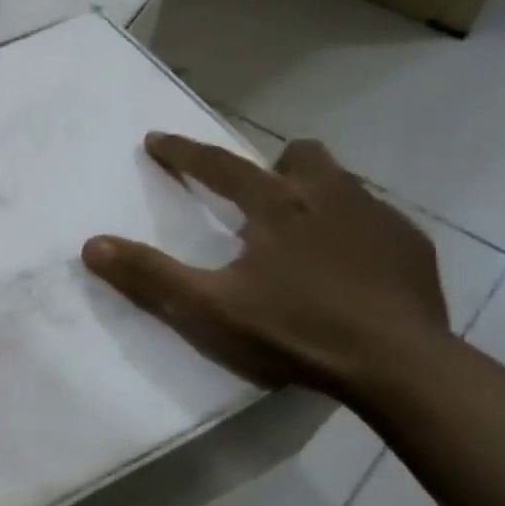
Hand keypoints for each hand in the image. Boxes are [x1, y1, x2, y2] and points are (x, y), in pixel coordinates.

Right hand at [82, 134, 451, 401]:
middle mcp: (329, 196)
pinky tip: (349, 267)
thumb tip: (92, 245)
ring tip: (302, 232)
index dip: (181, 152)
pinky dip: (353, 230)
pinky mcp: (412, 248)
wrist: (401, 366)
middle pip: (300, 156)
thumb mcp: (209, 309)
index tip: (154, 140)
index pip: (218, 165)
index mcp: (276, 206)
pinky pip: (376, 220)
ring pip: (343, 183)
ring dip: (316, 194)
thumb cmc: (297, 330)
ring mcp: (379, 219)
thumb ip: (150, 276)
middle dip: (273, 166)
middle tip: (257, 198)